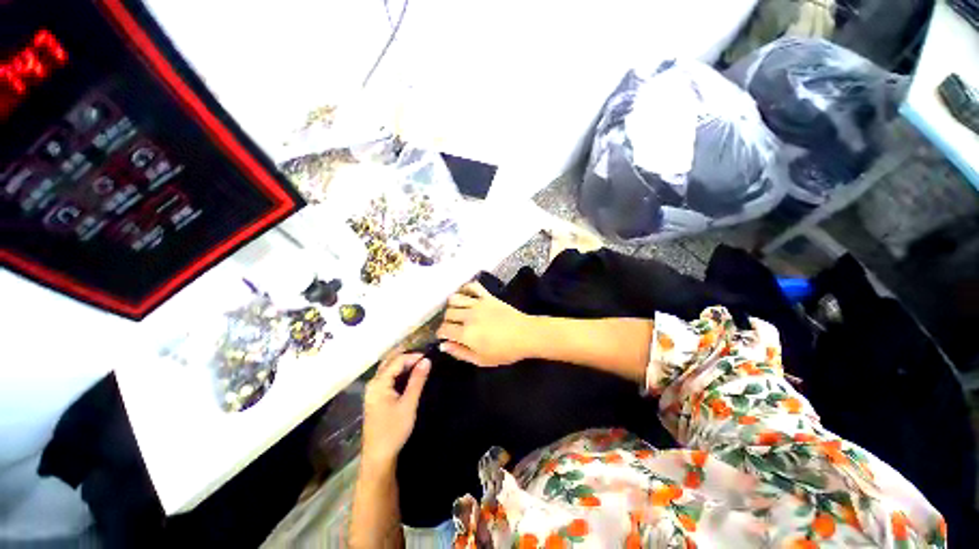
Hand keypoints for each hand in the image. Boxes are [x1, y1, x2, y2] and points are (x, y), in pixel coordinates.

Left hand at [362, 352, 430, 466]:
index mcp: (379, 383)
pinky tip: (409, 374)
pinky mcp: (376, 397)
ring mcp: (373, 390)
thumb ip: (417, 380)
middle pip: (390, 361)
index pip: (397, 360)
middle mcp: (373, 383)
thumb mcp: (409, 403)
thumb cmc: (394, 429)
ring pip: (388, 369)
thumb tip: (427, 360)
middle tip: (424, 357)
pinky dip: (399, 372)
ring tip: (420, 362)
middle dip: (407, 356)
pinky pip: (388, 377)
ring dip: (403, 363)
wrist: (378, 455)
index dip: (413, 356)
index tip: (429, 357)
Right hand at [436, 282, 535, 366]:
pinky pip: (472, 286)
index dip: (441, 333)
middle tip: (453, 327)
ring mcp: (478, 304)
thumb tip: (443, 346)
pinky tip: (466, 295)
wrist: (526, 334)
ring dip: (452, 305)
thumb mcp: (481, 360)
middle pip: (448, 313)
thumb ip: (460, 353)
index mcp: (466, 334)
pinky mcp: (488, 296)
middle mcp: (469, 316)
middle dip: (447, 321)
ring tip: (458, 312)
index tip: (444, 336)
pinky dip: (466, 288)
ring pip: (455, 298)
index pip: (444, 329)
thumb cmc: (505, 351)